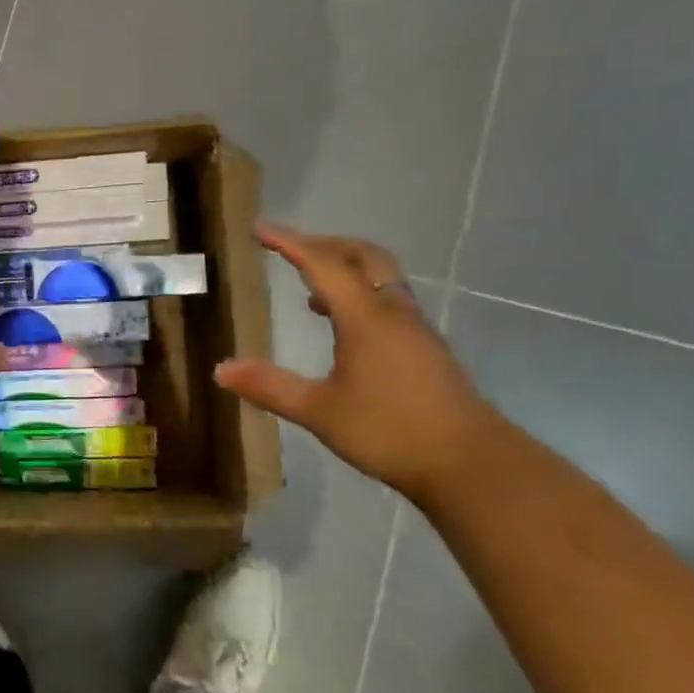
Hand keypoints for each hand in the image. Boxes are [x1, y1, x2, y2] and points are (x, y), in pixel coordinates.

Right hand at [214, 225, 501, 498]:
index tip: (260, 228)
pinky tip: (343, 324)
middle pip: (361, 255)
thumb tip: (221, 370)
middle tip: (289, 247)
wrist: (472, 464)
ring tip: (310, 284)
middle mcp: (392, 311)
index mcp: (365, 317)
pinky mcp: (426, 346)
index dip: (289, 242)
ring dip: (344, 266)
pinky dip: (360, 291)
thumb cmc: (391, 432)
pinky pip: (388, 297)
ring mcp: (414, 327)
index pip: (322, 263)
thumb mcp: (320, 412)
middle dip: (323, 243)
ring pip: (380, 275)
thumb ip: (270, 387)